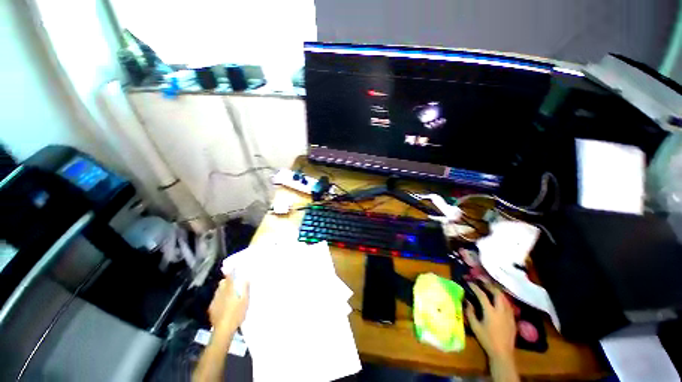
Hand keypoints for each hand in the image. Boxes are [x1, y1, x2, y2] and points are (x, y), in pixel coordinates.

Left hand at [208, 276, 248, 333]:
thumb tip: (246, 278)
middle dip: (227, 281)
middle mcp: (220, 293)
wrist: (223, 329)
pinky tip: (224, 304)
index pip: (229, 277)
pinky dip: (220, 298)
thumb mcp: (245, 300)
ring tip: (229, 293)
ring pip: (218, 291)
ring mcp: (214, 301)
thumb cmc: (237, 314)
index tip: (234, 267)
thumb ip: (245, 289)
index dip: (231, 271)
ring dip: (223, 290)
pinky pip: (216, 299)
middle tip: (234, 282)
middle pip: (222, 283)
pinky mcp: (211, 308)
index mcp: (229, 290)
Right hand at [465, 282, 515, 361]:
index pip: (482, 295)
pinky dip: (502, 298)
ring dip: (496, 291)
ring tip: (490, 287)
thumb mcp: (475, 326)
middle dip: (489, 285)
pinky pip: (508, 304)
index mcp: (490, 312)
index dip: (475, 287)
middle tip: (482, 281)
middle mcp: (501, 310)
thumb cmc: (486, 339)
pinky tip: (498, 299)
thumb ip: (470, 312)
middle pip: (497, 293)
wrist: (503, 353)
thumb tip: (466, 300)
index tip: (469, 282)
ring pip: (504, 298)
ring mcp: (509, 314)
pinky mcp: (513, 319)